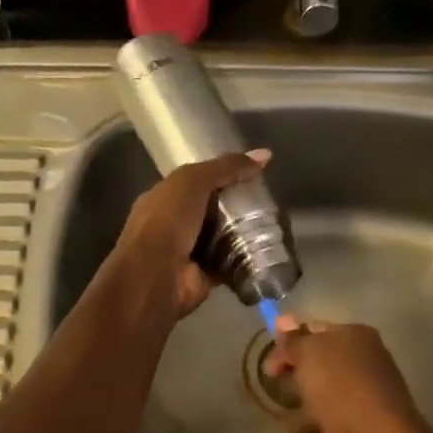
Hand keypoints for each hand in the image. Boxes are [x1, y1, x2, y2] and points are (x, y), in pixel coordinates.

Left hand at [108, 149, 270, 320]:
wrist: (156, 276)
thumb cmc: (167, 221)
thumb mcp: (193, 181)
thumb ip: (226, 167)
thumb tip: (265, 155)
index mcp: (164, 199)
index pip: (195, 183)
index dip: (221, 176)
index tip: (252, 174)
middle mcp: (174, 225)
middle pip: (212, 212)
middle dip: (237, 207)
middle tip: (269, 201)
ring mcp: (189, 253)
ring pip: (223, 239)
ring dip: (245, 235)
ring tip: (275, 225)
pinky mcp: (205, 276)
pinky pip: (231, 265)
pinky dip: (247, 261)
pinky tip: (270, 252)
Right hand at [264, 316, 432, 432]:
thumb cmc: (343, 390)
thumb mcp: (311, 354)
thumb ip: (293, 340)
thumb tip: (282, 321)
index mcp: (356, 338)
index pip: (313, 330)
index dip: (287, 342)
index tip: (269, 362)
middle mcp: (361, 365)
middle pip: (313, 366)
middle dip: (294, 379)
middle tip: (282, 388)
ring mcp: (359, 401)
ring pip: (314, 399)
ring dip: (302, 411)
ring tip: (308, 420)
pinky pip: (322, 429)